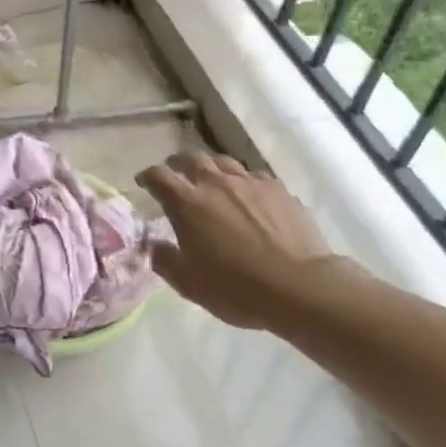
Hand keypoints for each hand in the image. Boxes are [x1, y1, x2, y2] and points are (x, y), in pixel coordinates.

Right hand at [136, 152, 347, 328]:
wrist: (301, 288)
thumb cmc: (237, 288)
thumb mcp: (190, 284)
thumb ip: (164, 260)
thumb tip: (152, 245)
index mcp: (187, 203)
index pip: (158, 176)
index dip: (147, 177)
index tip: (144, 183)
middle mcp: (216, 183)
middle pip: (191, 158)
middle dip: (178, 163)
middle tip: (176, 174)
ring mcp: (250, 183)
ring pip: (223, 162)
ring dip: (211, 168)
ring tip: (212, 181)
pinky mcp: (279, 190)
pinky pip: (254, 177)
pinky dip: (243, 182)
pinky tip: (248, 197)